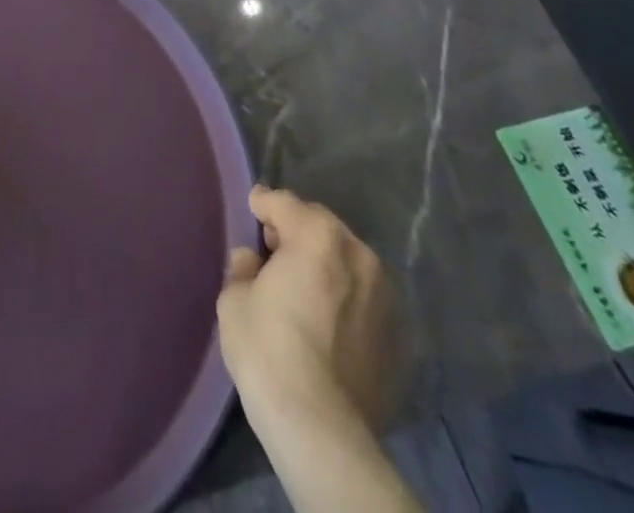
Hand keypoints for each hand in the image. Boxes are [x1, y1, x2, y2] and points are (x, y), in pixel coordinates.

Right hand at [217, 186, 402, 442]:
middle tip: (274, 254)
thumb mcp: (234, 298)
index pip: (282, 202)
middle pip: (320, 225)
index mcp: (317, 236)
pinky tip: (328, 324)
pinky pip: (364, 298)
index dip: (262, 205)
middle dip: (296, 231)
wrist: (321, 431)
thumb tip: (254, 261)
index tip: (251, 212)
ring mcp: (385, 296)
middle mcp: (358, 254)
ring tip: (305, 290)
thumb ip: (244, 266)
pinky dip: (346, 299)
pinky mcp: (399, 336)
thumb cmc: (269, 351)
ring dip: (325, 264)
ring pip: (347, 261)